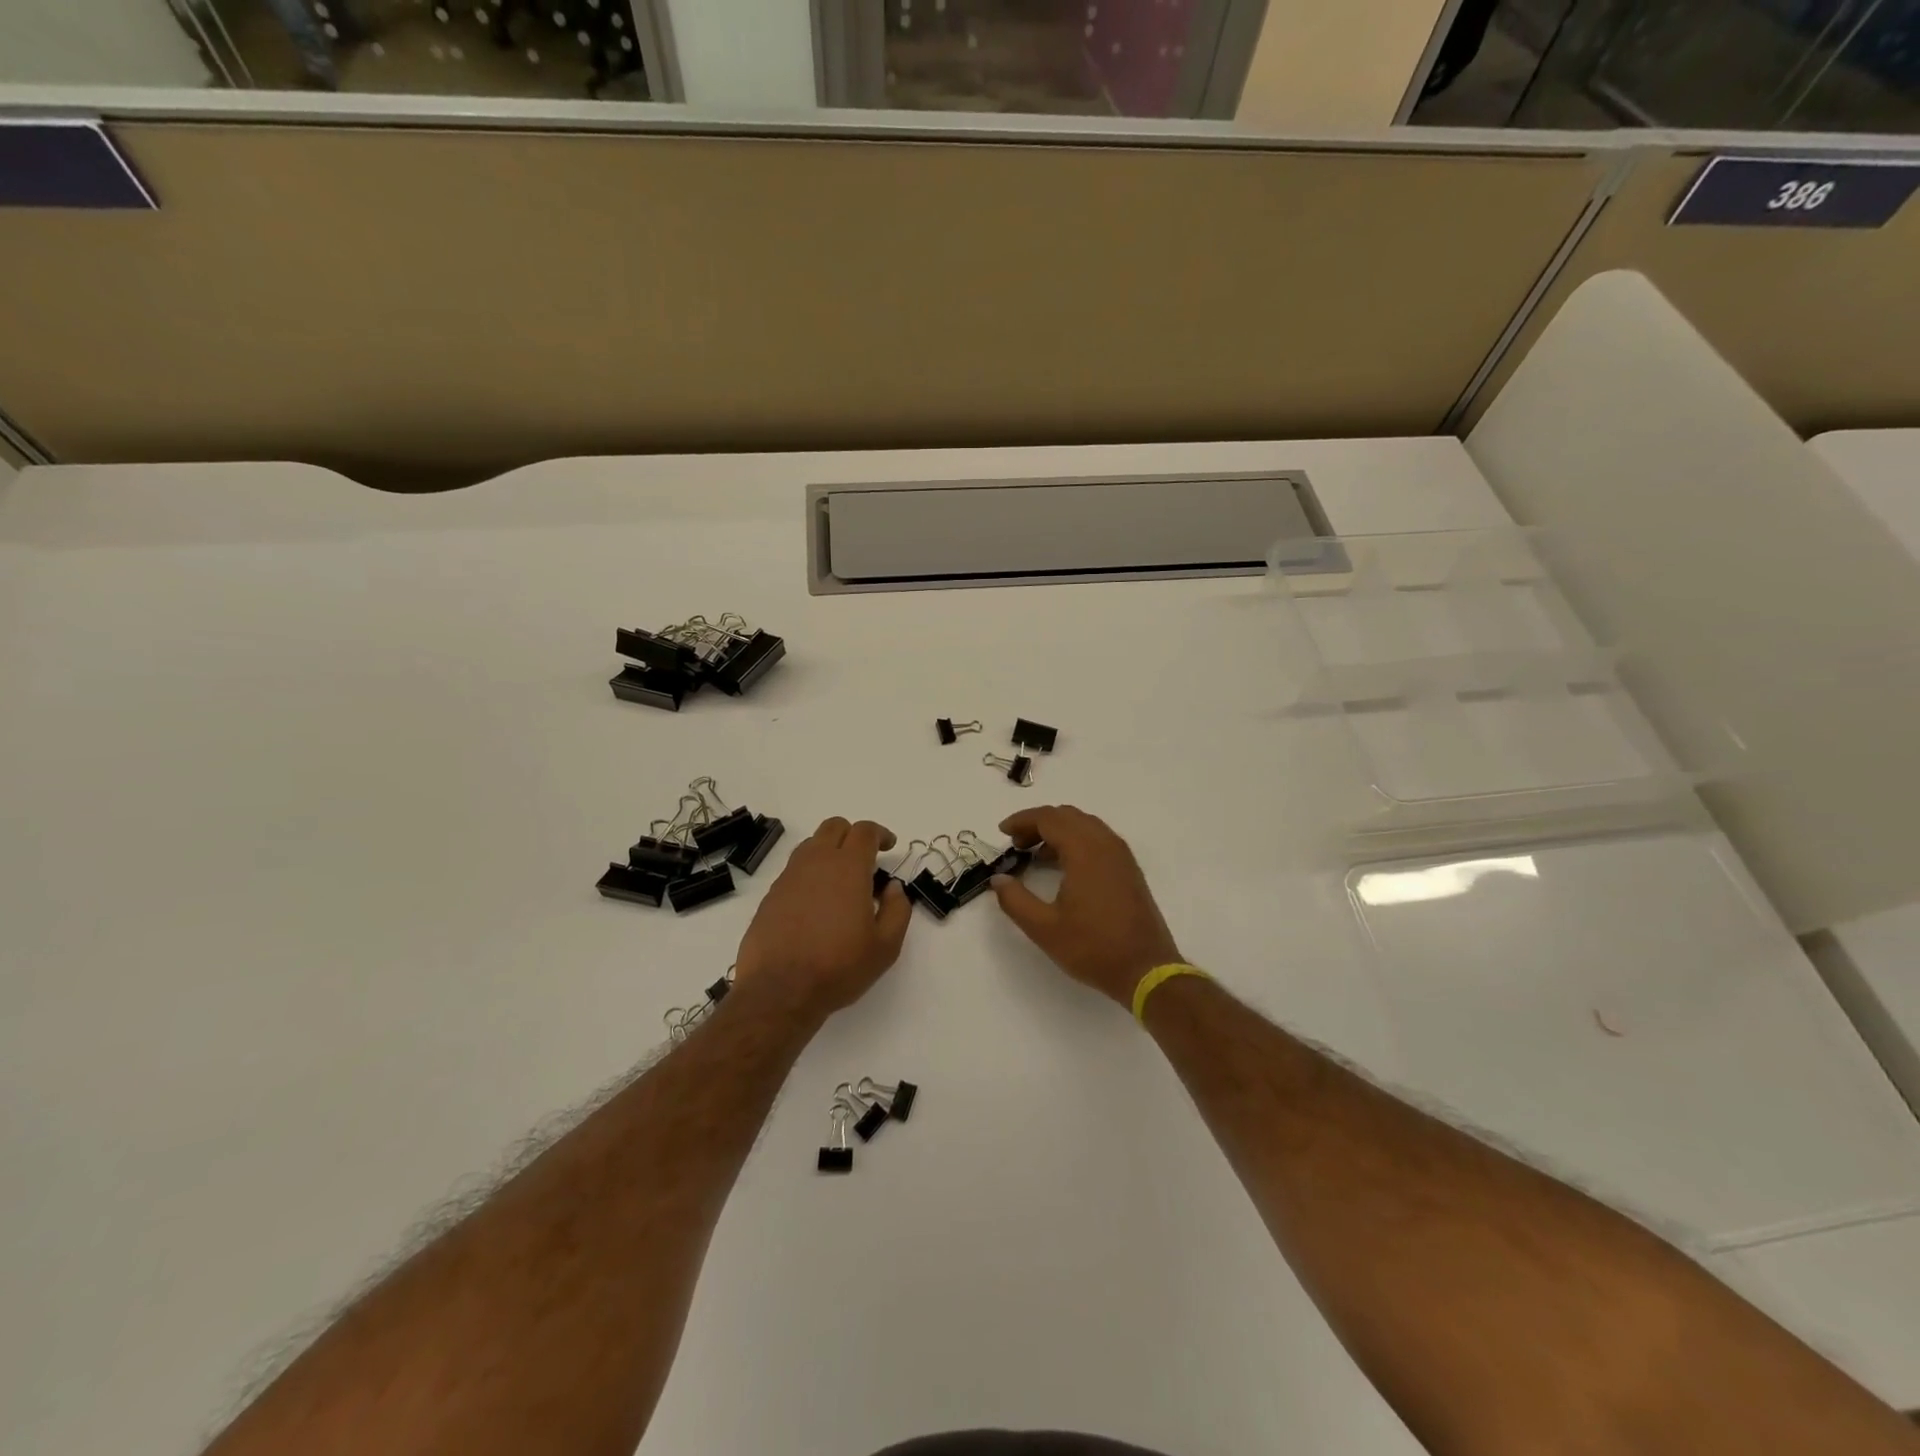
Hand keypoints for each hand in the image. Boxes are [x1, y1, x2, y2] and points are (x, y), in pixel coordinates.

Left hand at [734, 817, 911, 1019]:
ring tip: (841, 882)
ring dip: (829, 851)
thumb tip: (893, 888)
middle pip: (834, 827)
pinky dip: (810, 874)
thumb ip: (897, 910)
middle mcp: (816, 862)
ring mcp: (789, 877)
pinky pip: (794, 870)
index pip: (864, 831)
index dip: (880, 834)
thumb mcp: (885, 946)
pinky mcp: (771, 895)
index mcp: (848, 868)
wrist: (779, 991)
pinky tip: (817, 904)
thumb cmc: (838, 967)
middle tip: (866, 859)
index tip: (889, 846)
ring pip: (811, 845)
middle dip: (853, 835)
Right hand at [991, 806, 1185, 1006]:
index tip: (1002, 832)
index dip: (1022, 821)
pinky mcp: (1129, 869)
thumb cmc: (1093, 947)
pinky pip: (1098, 839)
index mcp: (1085, 851)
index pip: (1049, 818)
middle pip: (1067, 816)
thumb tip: (998, 879)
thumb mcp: (1044, 928)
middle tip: (1016, 845)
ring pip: (1085, 825)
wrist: (1146, 969)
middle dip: (1038, 824)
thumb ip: (1015, 900)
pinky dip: (1076, 841)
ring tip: (1035, 855)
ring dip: (1058, 831)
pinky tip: (1063, 867)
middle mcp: (1105, 844)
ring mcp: (1121, 855)